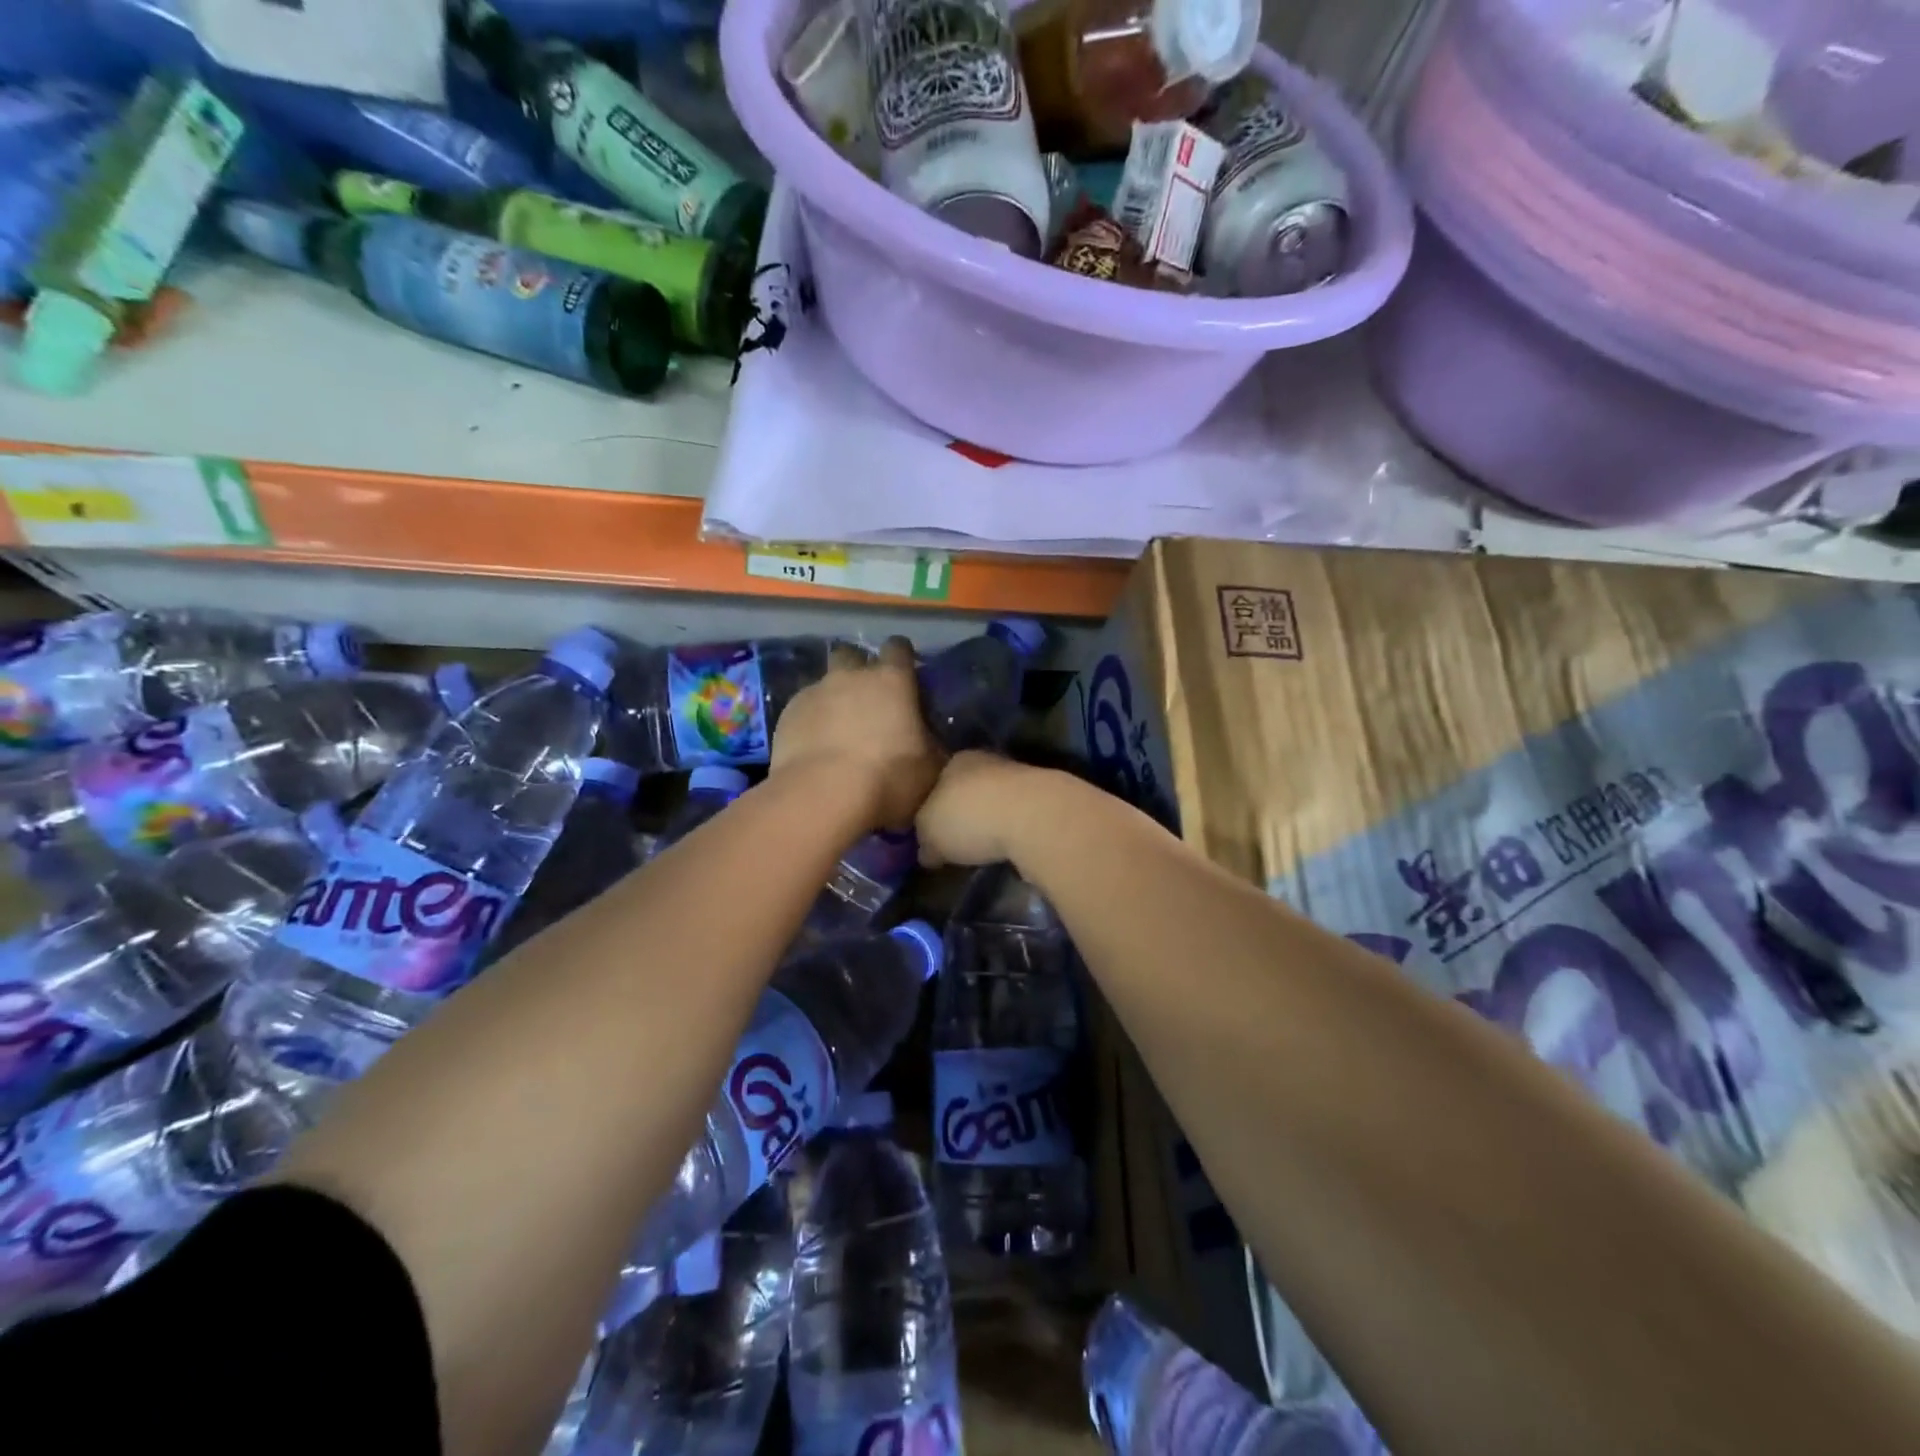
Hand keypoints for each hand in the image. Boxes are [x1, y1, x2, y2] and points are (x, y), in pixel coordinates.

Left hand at [770, 637, 940, 829]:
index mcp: (891, 680)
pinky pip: (803, 709)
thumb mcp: (929, 768)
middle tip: (867, 699)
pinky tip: (815, 748)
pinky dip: (811, 722)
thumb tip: (930, 743)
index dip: (902, 658)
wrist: (822, 796)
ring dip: (833, 699)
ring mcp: (814, 692)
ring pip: (825, 683)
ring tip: (838, 730)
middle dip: (858, 668)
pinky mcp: (786, 715)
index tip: (906, 675)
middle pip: (852, 654)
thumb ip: (930, 745)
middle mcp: (850, 676)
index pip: (899, 647)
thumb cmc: (887, 778)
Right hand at [914, 751, 1057, 868]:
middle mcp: (988, 761)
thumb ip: (925, 840)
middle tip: (956, 841)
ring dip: (991, 821)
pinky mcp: (1045, 800)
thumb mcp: (929, 833)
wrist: (1033, 817)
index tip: (931, 831)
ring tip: (983, 848)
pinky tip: (1009, 847)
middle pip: (968, 790)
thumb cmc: (969, 817)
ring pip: (997, 801)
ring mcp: (1020, 778)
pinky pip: (1019, 817)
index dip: (932, 808)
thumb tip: (927, 852)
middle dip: (963, 812)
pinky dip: (1013, 830)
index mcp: (955, 760)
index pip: (937, 782)